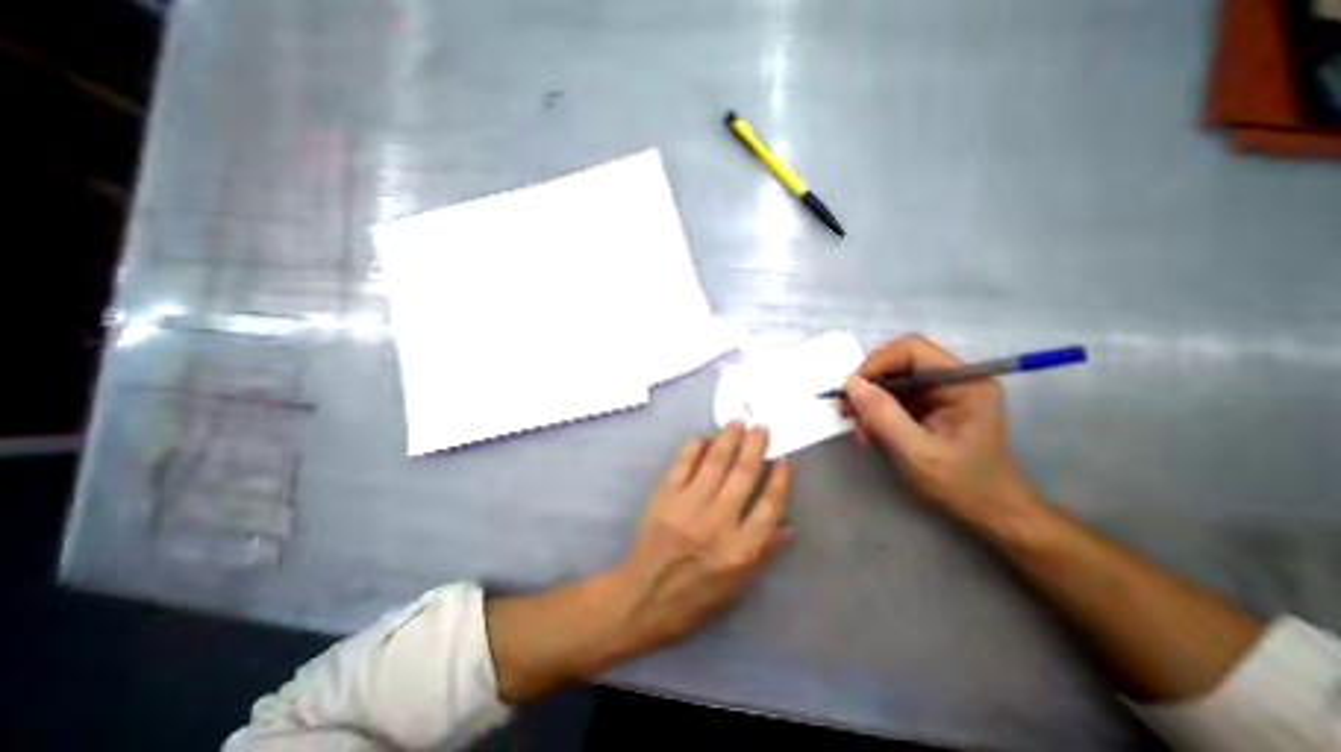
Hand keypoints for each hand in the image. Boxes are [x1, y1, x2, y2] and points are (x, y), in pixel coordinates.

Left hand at [610, 422, 792, 658]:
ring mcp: (688, 506)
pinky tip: (704, 437)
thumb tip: (789, 525)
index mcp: (740, 550)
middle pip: (743, 475)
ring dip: (728, 439)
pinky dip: (694, 447)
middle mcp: (717, 523)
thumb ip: (764, 553)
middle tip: (761, 426)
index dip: (779, 480)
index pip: (768, 506)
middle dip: (755, 446)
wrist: (641, 598)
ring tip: (737, 422)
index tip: (783, 460)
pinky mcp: (664, 497)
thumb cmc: (693, 599)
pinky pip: (683, 464)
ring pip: (715, 463)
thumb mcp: (736, 588)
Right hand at [840, 336, 1040, 533]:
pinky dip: (876, 411)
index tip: (851, 390)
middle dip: (868, 384)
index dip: (876, 363)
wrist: (989, 512)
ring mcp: (941, 392)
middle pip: (898, 362)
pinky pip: (893, 397)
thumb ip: (883, 415)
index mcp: (964, 382)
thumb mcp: (917, 452)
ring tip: (859, 428)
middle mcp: (954, 379)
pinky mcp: (930, 405)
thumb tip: (850, 383)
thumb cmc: (961, 484)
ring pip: (891, 380)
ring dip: (869, 401)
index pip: (912, 349)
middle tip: (847, 410)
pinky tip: (870, 431)